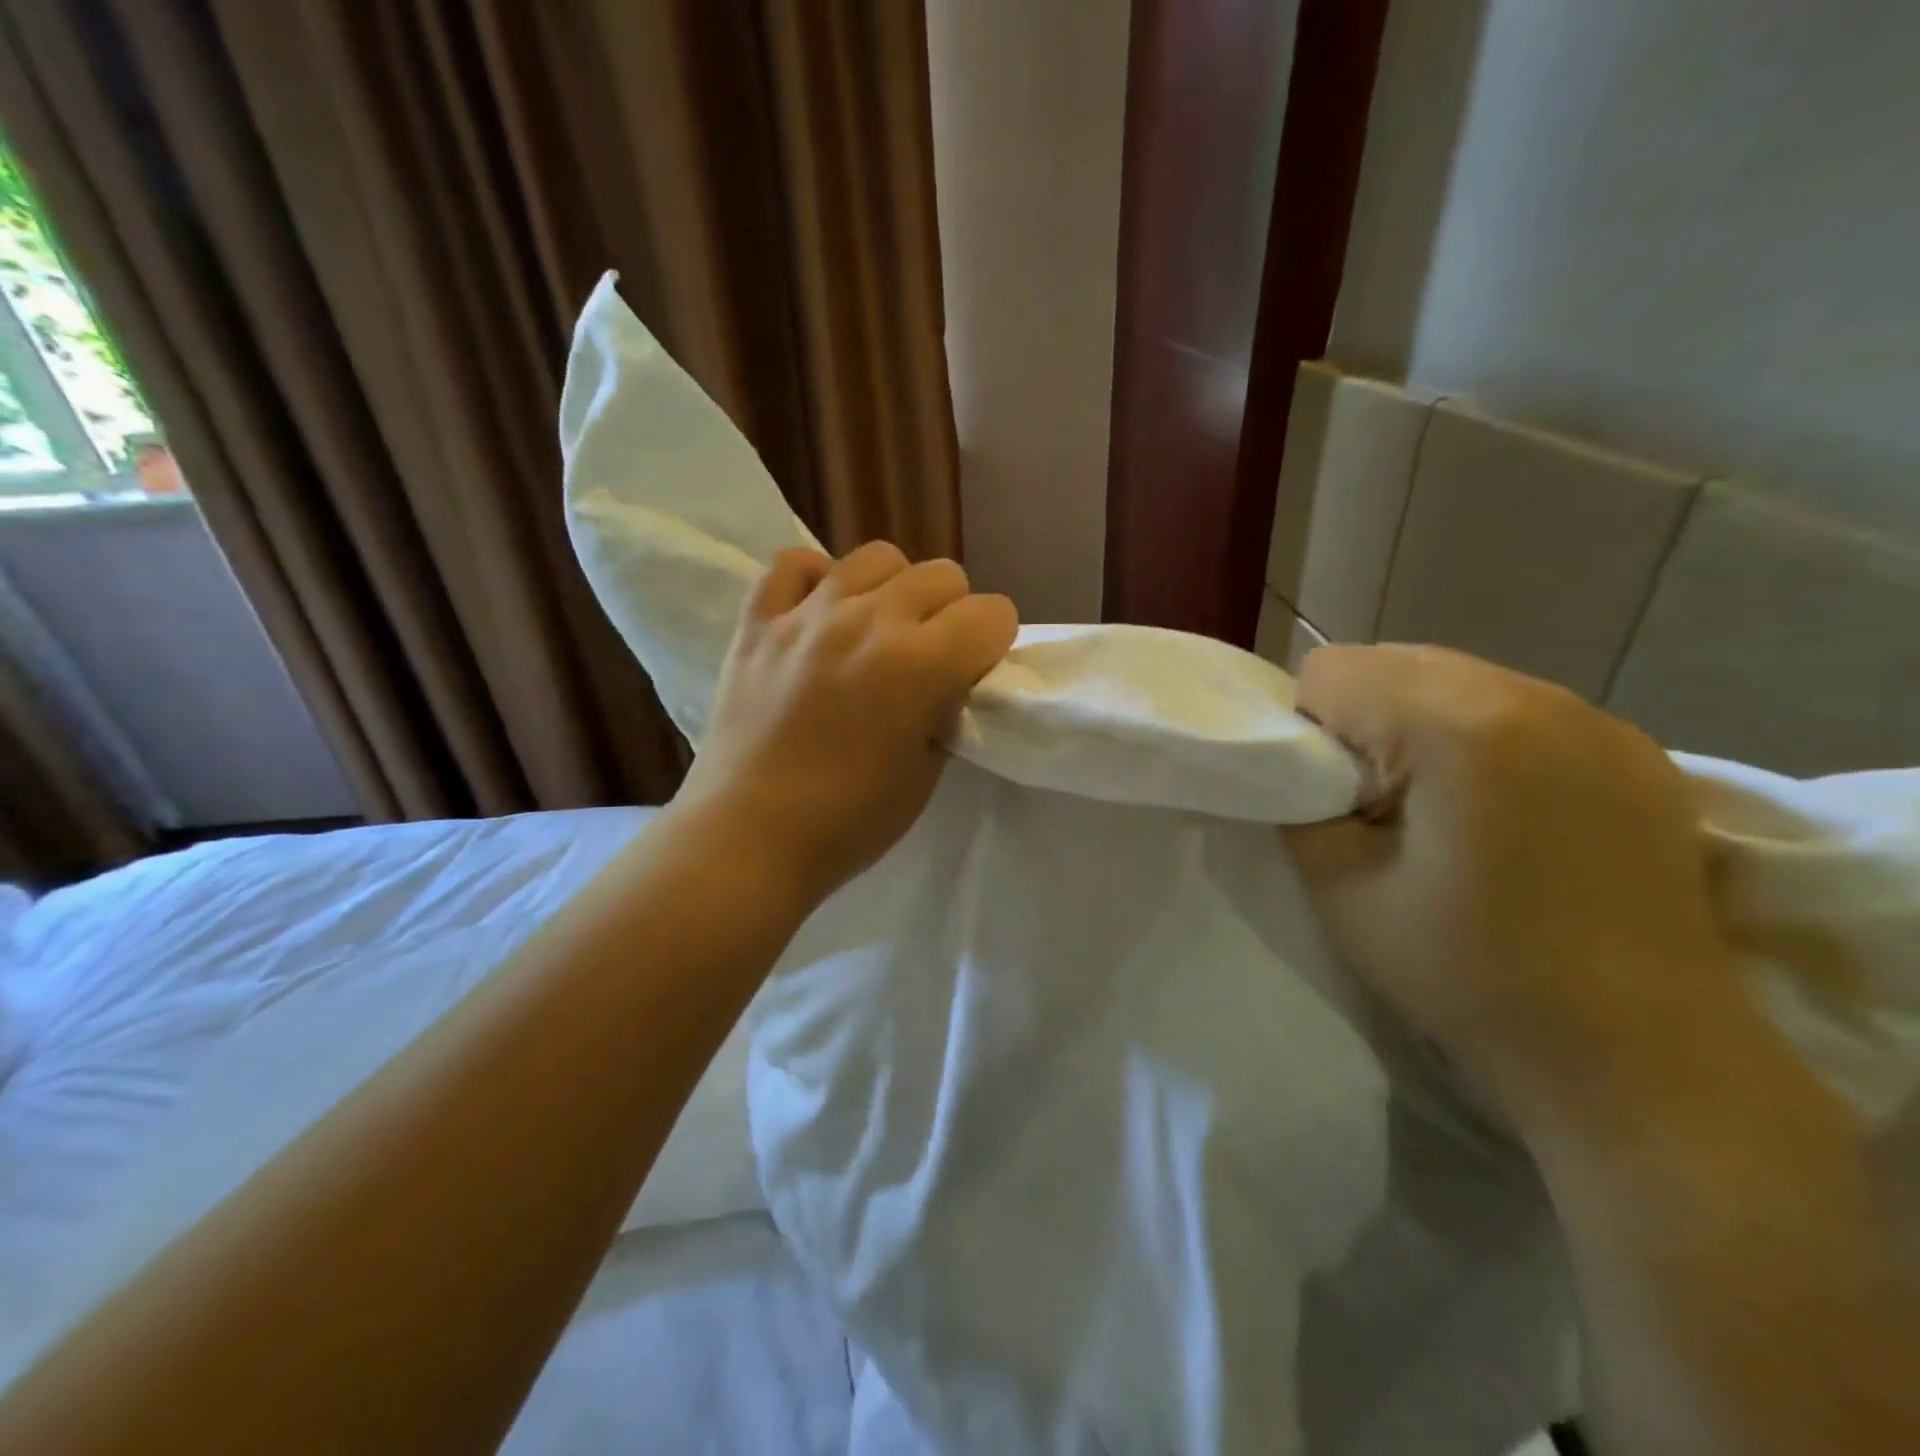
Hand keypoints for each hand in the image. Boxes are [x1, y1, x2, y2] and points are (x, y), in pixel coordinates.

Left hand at [674, 541, 1017, 907]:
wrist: (748, 837)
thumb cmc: (849, 821)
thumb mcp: (927, 773)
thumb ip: (945, 710)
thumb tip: (945, 680)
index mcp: (921, 663)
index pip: (993, 613)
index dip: (993, 643)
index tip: (974, 673)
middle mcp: (870, 619)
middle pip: (943, 575)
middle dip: (952, 613)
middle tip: (929, 658)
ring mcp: (809, 612)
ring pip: (877, 556)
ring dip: (894, 589)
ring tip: (876, 631)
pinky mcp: (758, 619)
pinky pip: (794, 563)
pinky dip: (816, 580)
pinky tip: (818, 615)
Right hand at [1283, 644, 1740, 1125]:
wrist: (1640, 1060)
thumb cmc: (1470, 977)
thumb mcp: (1343, 891)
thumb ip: (1303, 805)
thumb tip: (1303, 768)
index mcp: (1456, 727)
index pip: (1330, 669)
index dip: (1308, 730)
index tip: (1330, 797)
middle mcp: (1533, 697)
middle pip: (1394, 660)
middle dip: (1363, 719)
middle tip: (1378, 806)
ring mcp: (1596, 718)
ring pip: (1455, 678)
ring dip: (1422, 726)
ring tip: (1442, 811)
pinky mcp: (1636, 749)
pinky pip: (1518, 707)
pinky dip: (1483, 739)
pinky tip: (1505, 816)